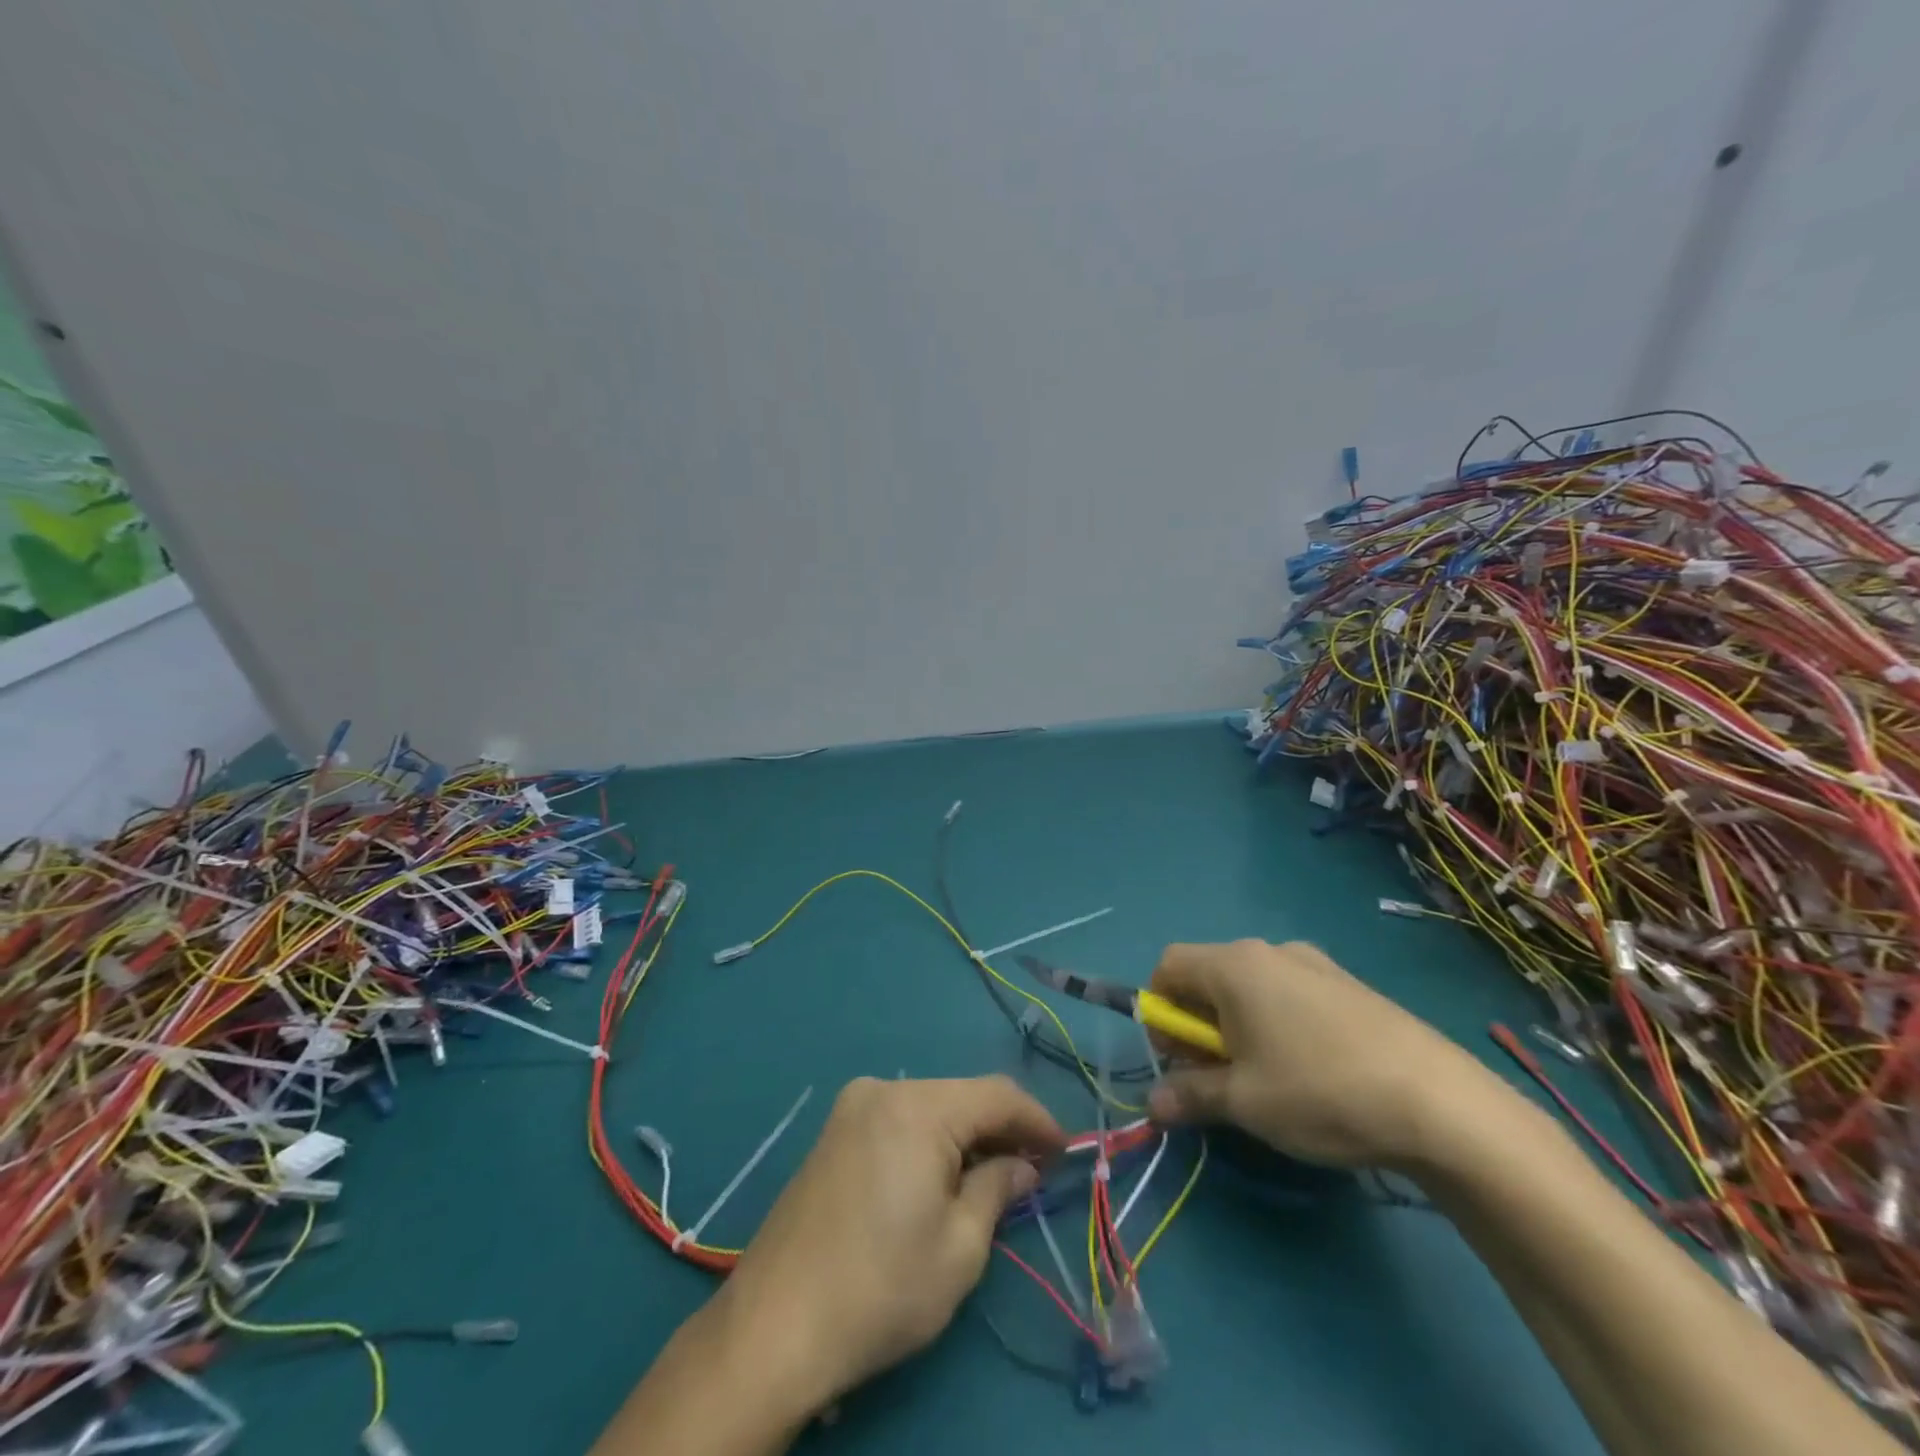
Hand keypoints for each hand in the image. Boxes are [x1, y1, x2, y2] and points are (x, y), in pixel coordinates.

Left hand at [713, 1075, 1064, 1413]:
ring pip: (930, 1108)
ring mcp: (851, 1109)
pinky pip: (899, 1121)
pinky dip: (930, 1142)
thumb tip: (1021, 1165)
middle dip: (1001, 1130)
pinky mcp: (833, 1133)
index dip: (1037, 1119)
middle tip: (1032, 1170)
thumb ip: (997, 1190)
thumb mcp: (959, 1249)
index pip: (996, 1095)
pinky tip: (941, 1178)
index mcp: (917, 1108)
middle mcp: (883, 1090)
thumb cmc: (880, 1289)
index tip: (1066, 1151)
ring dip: (966, 1136)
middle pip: (961, 1097)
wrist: (773, 1328)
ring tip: (992, 1178)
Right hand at [1144, 940, 1492, 1167]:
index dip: (1159, 1010)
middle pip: (1210, 975)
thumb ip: (1190, 1095)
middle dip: (1199, 1023)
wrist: (1442, 1104)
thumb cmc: (1319, 1092)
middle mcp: (1270, 951)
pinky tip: (1312, 1071)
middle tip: (1219, 1076)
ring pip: (1252, 987)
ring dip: (1239, 1025)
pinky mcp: (1351, 986)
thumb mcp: (1244, 1102)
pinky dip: (1278, 1023)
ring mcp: (1316, 965)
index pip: (1169, 966)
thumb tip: (1153, 1104)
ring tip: (1267, 1078)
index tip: (1178, 1058)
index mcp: (1234, 966)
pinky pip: (1292, 994)